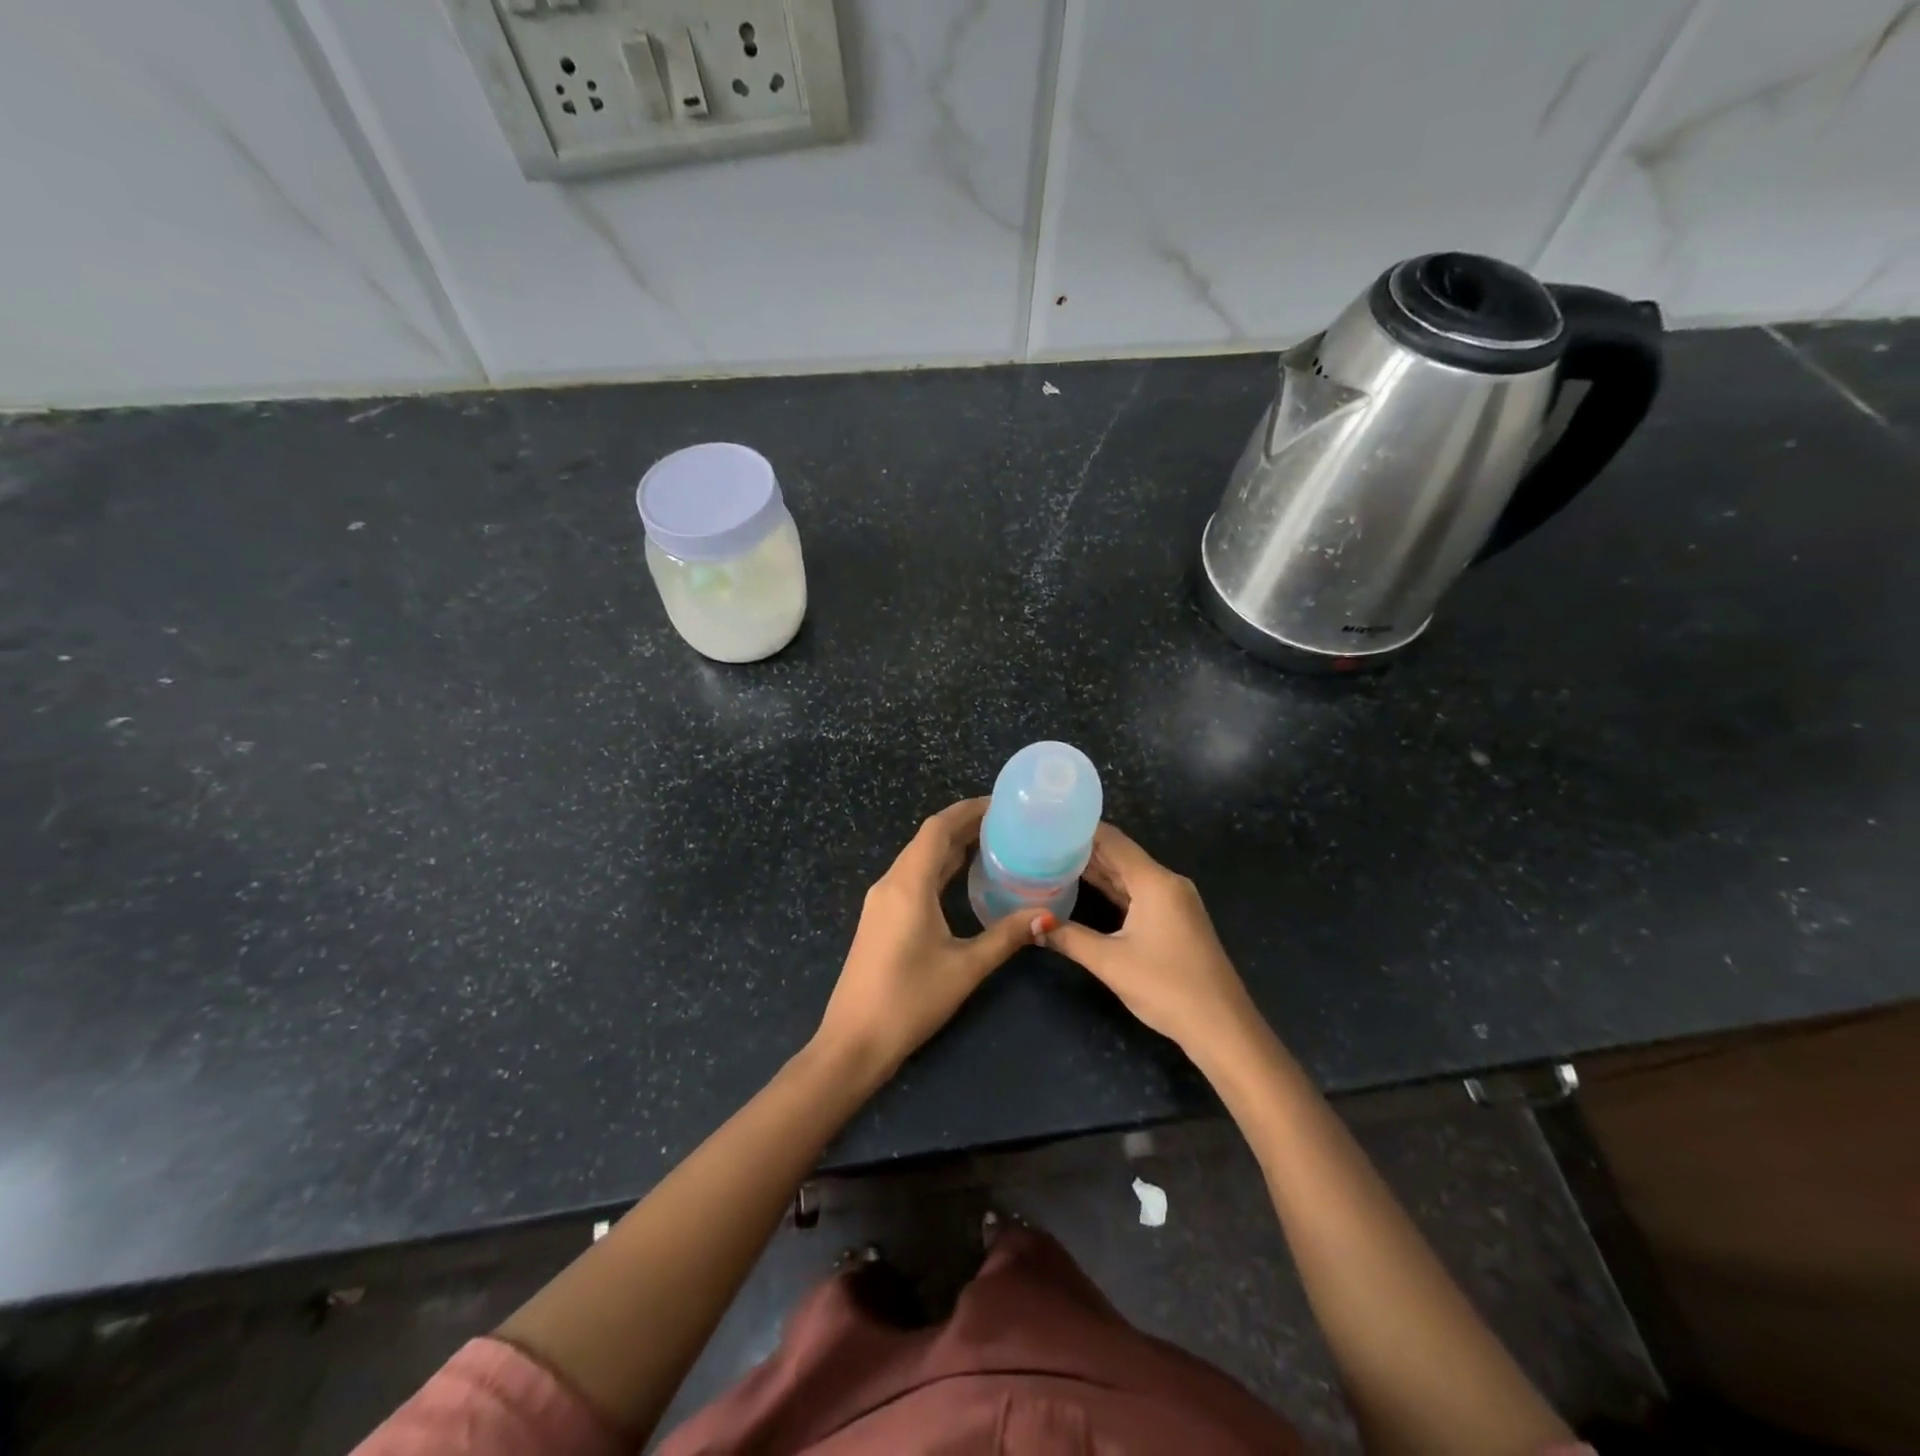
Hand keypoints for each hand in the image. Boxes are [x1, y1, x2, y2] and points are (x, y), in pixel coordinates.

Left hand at [814, 799, 1043, 1081]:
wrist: (854, 1041)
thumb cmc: (910, 1000)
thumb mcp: (965, 967)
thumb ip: (1006, 936)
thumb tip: (1046, 914)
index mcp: (908, 884)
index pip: (938, 829)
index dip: (968, 810)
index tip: (1002, 804)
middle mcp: (891, 883)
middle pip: (928, 839)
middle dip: (964, 826)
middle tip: (1007, 824)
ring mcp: (881, 901)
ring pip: (919, 859)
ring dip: (951, 847)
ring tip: (993, 844)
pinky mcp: (880, 918)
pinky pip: (912, 878)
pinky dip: (939, 868)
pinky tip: (963, 879)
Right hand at [1042, 823, 1257, 1061]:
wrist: (1221, 1027)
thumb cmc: (1166, 987)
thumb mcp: (1110, 962)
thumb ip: (1068, 938)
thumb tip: (1031, 925)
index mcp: (1155, 881)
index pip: (1112, 840)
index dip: (1079, 829)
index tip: (1047, 822)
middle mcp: (1167, 882)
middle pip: (1120, 855)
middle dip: (1083, 849)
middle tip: (1043, 843)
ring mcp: (1174, 902)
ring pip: (1129, 875)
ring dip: (1096, 869)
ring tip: (1055, 861)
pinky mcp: (1175, 920)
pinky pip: (1138, 893)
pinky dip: (1112, 889)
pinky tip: (1086, 889)